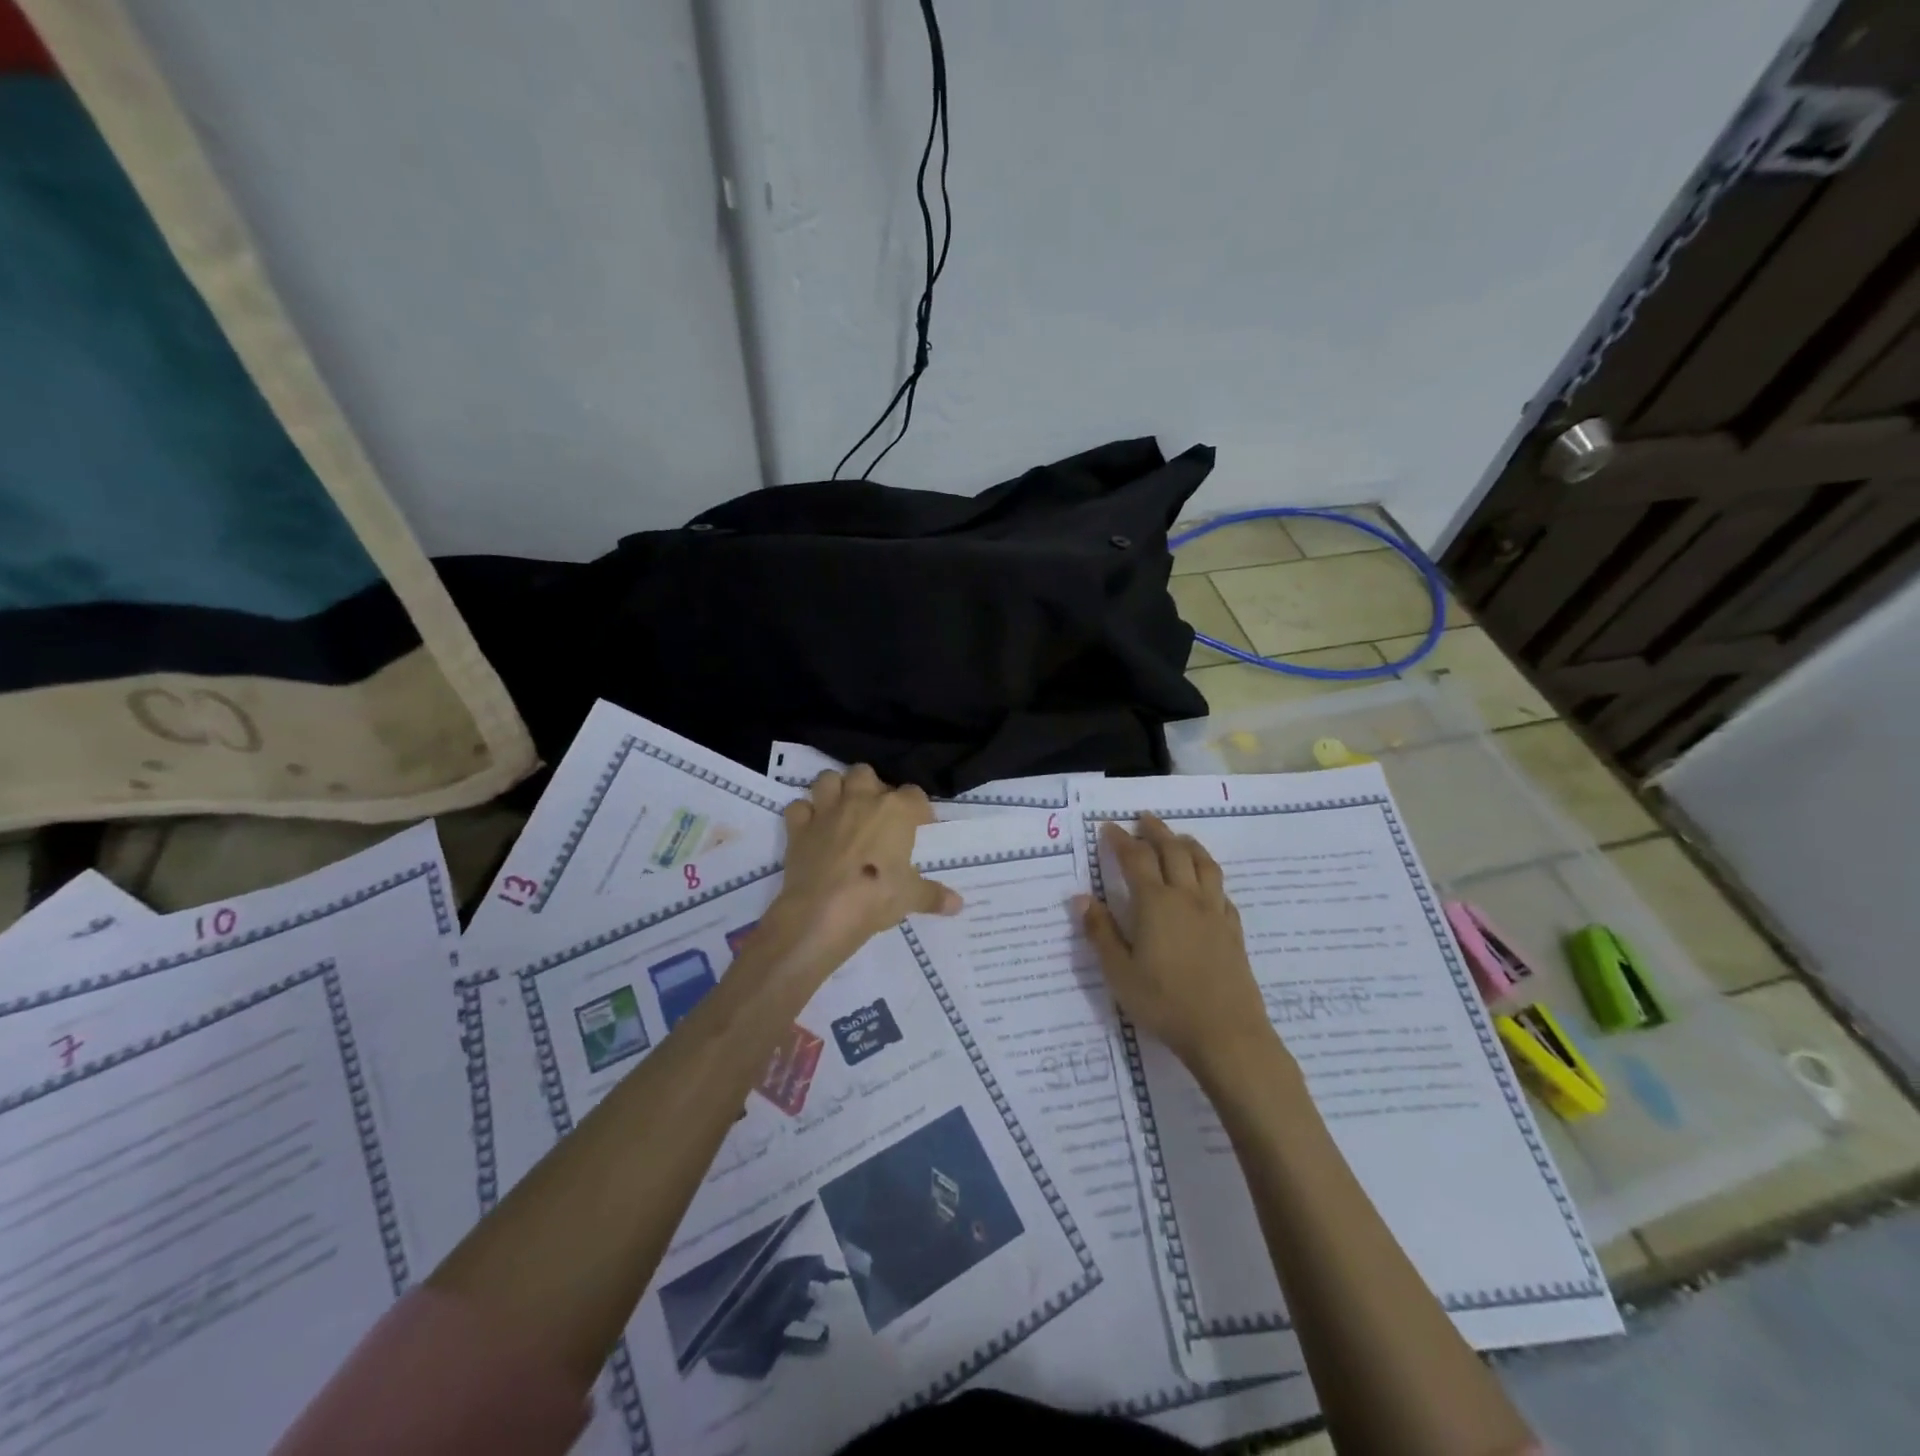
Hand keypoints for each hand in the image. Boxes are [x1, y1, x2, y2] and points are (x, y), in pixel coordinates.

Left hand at [765, 765, 961, 977]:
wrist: (823, 911)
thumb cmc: (876, 897)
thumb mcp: (911, 898)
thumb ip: (934, 896)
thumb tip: (958, 905)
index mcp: (895, 810)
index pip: (914, 795)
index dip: (918, 809)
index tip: (920, 827)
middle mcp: (861, 800)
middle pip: (866, 773)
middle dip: (872, 788)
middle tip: (876, 814)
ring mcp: (826, 810)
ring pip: (828, 778)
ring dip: (835, 790)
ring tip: (842, 811)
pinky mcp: (799, 827)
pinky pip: (798, 807)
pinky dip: (804, 814)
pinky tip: (812, 829)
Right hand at [1077, 814, 1276, 1076]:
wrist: (1227, 1033)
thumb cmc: (1164, 1003)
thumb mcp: (1119, 972)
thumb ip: (1100, 932)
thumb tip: (1081, 898)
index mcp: (1155, 903)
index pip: (1135, 859)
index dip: (1120, 839)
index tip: (1108, 827)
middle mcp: (1187, 898)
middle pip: (1173, 851)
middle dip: (1156, 831)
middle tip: (1143, 818)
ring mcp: (1215, 913)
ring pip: (1204, 864)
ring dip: (1188, 844)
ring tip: (1178, 837)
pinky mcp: (1233, 931)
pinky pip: (1222, 891)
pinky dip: (1210, 876)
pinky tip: (1206, 885)